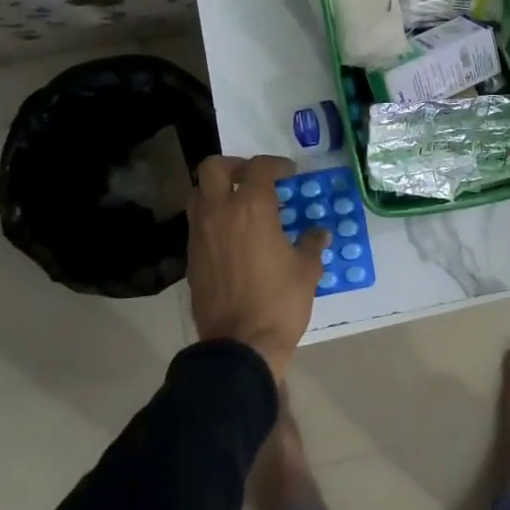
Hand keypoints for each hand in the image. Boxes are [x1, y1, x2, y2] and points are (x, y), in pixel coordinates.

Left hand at [187, 155, 325, 381]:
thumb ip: (311, 244)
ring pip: (199, 193)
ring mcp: (200, 234)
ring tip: (239, 204)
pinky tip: (232, 235)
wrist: (240, 345)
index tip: (289, 173)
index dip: (275, 164)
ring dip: (217, 190)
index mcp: (252, 208)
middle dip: (234, 166)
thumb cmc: (279, 302)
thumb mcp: (306, 271)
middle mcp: (220, 213)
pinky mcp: (191, 257)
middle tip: (253, 178)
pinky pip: (197, 223)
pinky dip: (212, 218)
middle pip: (213, 168)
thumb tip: (318, 233)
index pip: (258, 168)